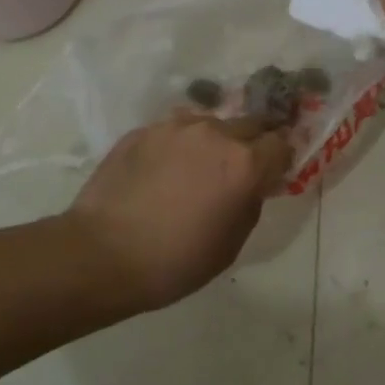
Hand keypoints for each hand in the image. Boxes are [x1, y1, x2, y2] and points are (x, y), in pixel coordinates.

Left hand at [60, 111, 292, 313]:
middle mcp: (215, 134)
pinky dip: (180, 145)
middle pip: (251, 124)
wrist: (101, 255)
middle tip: (241, 168)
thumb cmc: (176, 261)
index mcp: (245, 164)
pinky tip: (165, 170)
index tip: (276, 170)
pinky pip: (175, 131)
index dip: (283, 156)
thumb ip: (251, 202)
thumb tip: (253, 185)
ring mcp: (176, 128)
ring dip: (215, 141)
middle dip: (253, 143)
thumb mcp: (232, 242)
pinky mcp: (142, 131)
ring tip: (198, 167)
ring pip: (211, 124)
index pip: (282, 143)